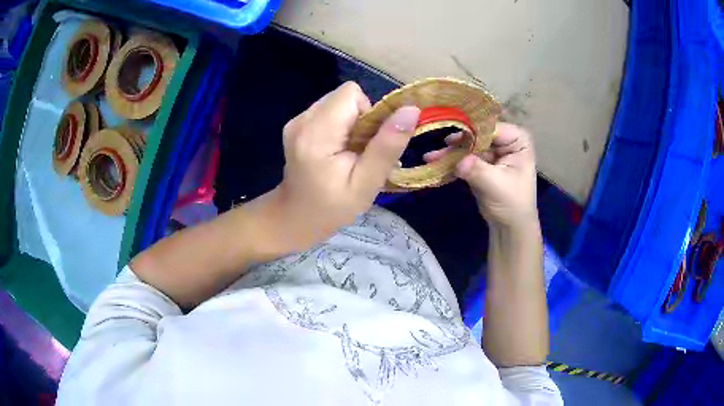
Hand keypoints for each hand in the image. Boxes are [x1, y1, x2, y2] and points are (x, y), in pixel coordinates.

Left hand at [271, 82, 420, 251]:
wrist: (295, 217)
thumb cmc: (332, 207)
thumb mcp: (366, 183)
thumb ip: (387, 146)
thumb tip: (411, 110)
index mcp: (316, 133)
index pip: (351, 94)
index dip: (369, 113)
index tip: (368, 142)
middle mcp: (302, 119)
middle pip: (345, 96)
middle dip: (361, 118)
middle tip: (359, 152)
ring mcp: (296, 120)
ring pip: (338, 102)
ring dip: (351, 123)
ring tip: (347, 152)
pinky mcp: (296, 124)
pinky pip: (329, 111)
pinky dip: (339, 126)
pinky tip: (335, 150)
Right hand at [424, 123, 536, 227]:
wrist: (509, 227)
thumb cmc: (512, 205)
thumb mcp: (496, 186)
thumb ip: (478, 170)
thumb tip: (458, 161)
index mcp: (518, 140)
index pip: (492, 129)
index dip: (472, 131)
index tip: (452, 138)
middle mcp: (505, 141)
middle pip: (477, 135)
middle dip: (457, 143)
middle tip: (437, 148)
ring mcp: (492, 152)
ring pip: (468, 146)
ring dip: (450, 152)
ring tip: (430, 157)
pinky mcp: (481, 163)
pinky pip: (465, 157)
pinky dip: (452, 161)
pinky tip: (435, 162)